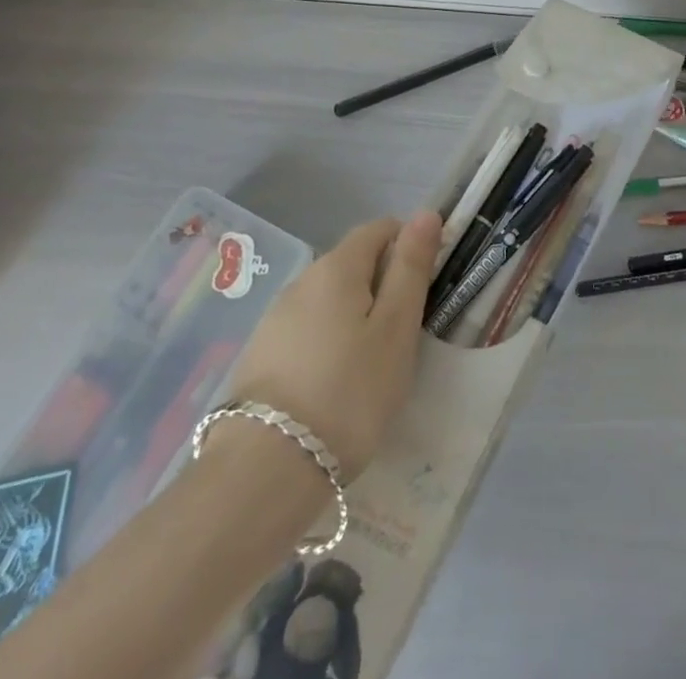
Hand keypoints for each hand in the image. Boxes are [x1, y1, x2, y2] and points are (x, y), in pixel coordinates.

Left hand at [228, 211, 441, 478]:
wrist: (264, 472)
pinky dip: (329, 343)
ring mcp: (275, 319)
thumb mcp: (396, 328)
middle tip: (404, 334)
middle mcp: (302, 280)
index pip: (380, 228)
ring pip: (330, 300)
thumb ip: (411, 267)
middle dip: (383, 285)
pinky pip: (308, 331)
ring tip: (372, 366)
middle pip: (353, 263)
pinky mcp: (260, 356)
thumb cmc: (349, 391)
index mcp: (337, 266)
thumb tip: (425, 213)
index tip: (425, 287)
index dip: (408, 246)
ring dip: (356, 316)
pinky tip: (336, 385)